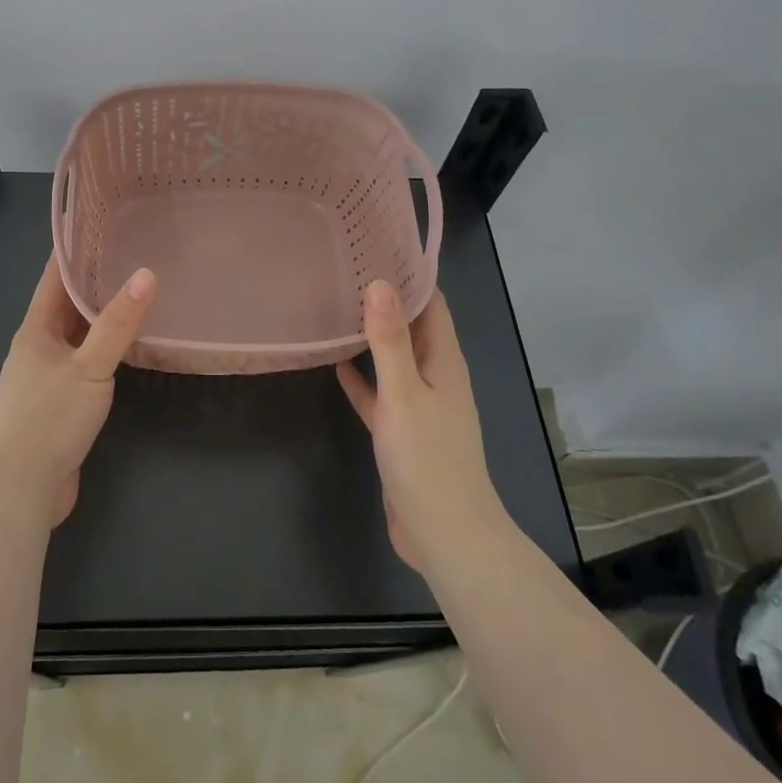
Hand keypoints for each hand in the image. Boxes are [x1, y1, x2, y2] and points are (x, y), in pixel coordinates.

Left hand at [0, 257, 156, 525]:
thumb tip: (147, 274)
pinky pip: (83, 363)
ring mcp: (46, 377)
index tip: (97, 222)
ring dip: (98, 316)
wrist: (20, 487)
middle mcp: (38, 347)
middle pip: (65, 304)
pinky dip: (102, 350)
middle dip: (92, 280)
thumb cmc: (48, 418)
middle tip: (129, 252)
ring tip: (132, 292)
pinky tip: (126, 348)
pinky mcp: (58, 404)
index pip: (54, 277)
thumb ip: (117, 324)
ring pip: (76, 335)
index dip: (73, 249)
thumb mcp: (88, 367)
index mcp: (36, 330)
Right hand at [335, 281, 507, 576]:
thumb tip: (380, 282)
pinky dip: (363, 378)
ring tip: (338, 308)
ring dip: (373, 337)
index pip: (432, 305)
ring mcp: (420, 405)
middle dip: (387, 301)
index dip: (410, 276)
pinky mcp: (402, 432)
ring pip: (395, 360)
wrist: (445, 534)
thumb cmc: (427, 458)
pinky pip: (381, 394)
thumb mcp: (404, 393)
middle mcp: (436, 377)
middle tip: (348, 270)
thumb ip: (390, 340)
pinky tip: (336, 364)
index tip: (378, 247)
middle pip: (413, 328)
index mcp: (445, 362)